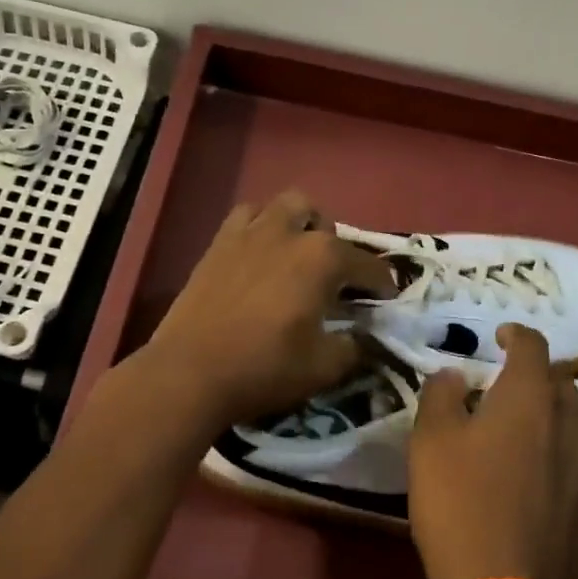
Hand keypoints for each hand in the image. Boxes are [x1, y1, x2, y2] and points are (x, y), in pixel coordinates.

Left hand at [137, 190, 395, 431]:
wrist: (190, 372)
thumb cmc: (265, 368)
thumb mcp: (324, 367)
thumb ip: (354, 348)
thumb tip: (362, 337)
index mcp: (323, 258)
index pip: (367, 264)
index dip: (382, 283)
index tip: (387, 299)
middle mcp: (289, 233)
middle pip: (322, 221)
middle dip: (334, 244)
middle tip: (332, 278)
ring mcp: (249, 233)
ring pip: (283, 206)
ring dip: (297, 224)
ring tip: (295, 255)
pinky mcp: (218, 243)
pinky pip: (245, 217)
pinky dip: (259, 226)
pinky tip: (258, 255)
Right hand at [407, 325, 577, 578]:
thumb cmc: (458, 503)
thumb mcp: (430, 441)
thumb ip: (442, 395)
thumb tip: (456, 375)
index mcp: (530, 396)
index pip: (533, 344)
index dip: (516, 334)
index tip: (501, 338)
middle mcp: (572, 420)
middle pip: (565, 380)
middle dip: (539, 376)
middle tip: (511, 393)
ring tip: (554, 428)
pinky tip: (564, 482)